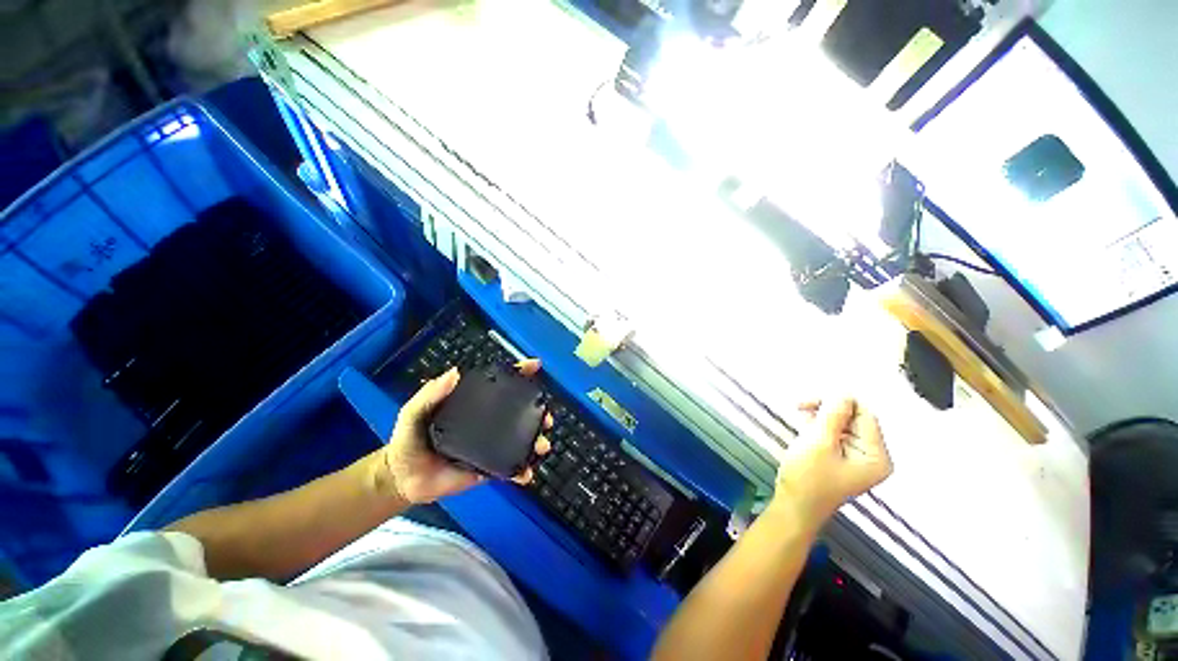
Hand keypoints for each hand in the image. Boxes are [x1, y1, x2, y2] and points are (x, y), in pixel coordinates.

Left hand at [380, 359, 552, 503]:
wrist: (402, 478)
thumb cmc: (408, 439)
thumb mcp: (413, 412)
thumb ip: (430, 394)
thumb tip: (454, 373)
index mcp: (474, 404)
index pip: (499, 385)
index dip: (518, 373)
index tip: (535, 365)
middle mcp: (487, 422)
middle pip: (519, 412)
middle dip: (538, 412)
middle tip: (547, 417)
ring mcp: (490, 445)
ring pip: (520, 440)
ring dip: (536, 441)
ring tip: (542, 445)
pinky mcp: (488, 468)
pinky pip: (509, 469)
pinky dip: (521, 471)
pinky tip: (526, 474)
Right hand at [770, 398, 891, 524]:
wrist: (794, 506)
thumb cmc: (808, 477)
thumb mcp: (819, 442)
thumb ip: (833, 415)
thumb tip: (842, 391)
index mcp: (877, 455)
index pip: (864, 414)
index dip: (838, 402)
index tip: (808, 401)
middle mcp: (873, 455)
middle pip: (854, 418)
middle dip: (827, 410)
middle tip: (800, 406)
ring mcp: (858, 458)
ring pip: (843, 423)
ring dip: (821, 417)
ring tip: (800, 417)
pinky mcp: (843, 458)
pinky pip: (836, 433)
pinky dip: (820, 426)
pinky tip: (805, 426)